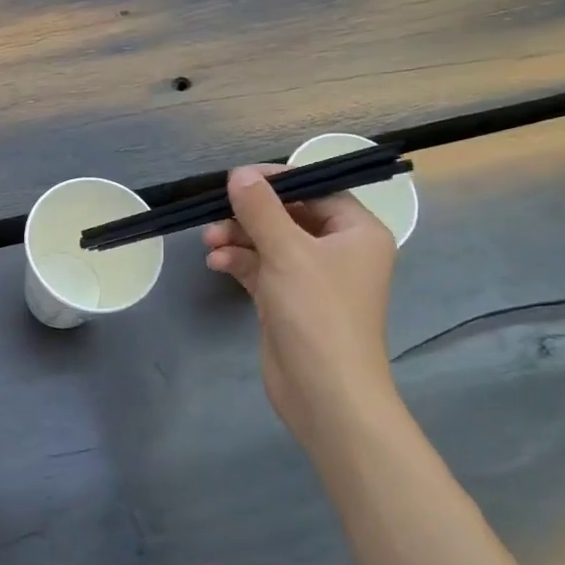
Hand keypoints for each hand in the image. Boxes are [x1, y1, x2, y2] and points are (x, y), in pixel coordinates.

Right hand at [203, 165, 399, 444]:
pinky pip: (260, 268)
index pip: (317, 189)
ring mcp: (312, 278)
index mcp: (356, 232)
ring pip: (269, 242)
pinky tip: (216, 263)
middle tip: (213, 214)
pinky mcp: (288, 300)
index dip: (277, 181)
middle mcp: (338, 250)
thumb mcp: (287, 252)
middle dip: (248, 215)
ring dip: (238, 238)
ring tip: (209, 243)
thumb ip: (260, 209)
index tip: (236, 178)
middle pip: (288, 215)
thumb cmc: (317, 313)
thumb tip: (239, 173)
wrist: (324, 392)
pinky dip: (238, 261)